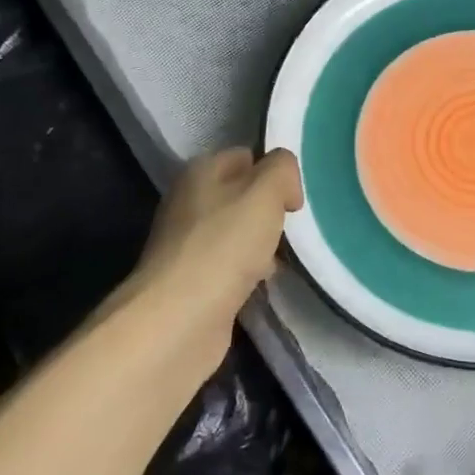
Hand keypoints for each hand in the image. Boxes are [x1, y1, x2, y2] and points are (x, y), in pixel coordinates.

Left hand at [120, 148, 303, 366]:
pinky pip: (230, 265)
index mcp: (200, 171)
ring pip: (237, 232)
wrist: (180, 318)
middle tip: (290, 228)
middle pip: (241, 196)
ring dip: (261, 244)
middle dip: (269, 210)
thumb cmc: (225, 245)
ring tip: (282, 258)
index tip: (294, 199)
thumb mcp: (266, 191)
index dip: (274, 172)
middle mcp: (188, 202)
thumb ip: (282, 170)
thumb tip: (285, 186)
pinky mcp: (191, 280)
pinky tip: (262, 283)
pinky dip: (248, 272)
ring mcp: (187, 243)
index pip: (245, 156)